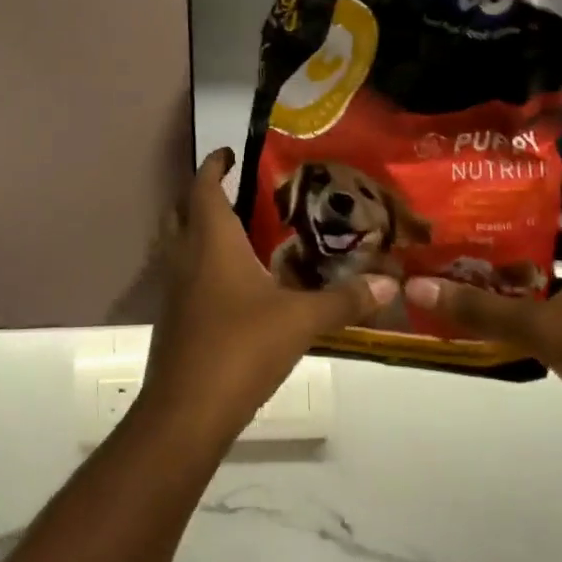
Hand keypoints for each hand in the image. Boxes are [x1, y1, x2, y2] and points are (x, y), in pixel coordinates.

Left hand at [140, 150, 394, 446]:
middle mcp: (184, 255)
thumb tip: (390, 283)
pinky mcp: (171, 316)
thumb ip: (344, 300)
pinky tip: (228, 283)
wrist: (187, 410)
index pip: (204, 186)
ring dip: (196, 228)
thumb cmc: (240, 347)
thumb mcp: (300, 320)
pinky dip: (198, 263)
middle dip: (201, 194)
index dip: (214, 164)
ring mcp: (171, 287)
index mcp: (210, 240)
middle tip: (234, 190)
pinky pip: (181, 273)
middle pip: (181, 209)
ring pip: (176, 242)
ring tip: (234, 231)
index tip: (230, 152)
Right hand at [401, 168, 561, 455]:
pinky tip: (502, 313)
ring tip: (476, 263)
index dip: (544, 174)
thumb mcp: (544, 329)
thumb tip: (415, 285)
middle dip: (521, 224)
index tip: (496, 173)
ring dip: (528, 268)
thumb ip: (480, 308)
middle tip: (470, 220)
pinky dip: (540, 304)